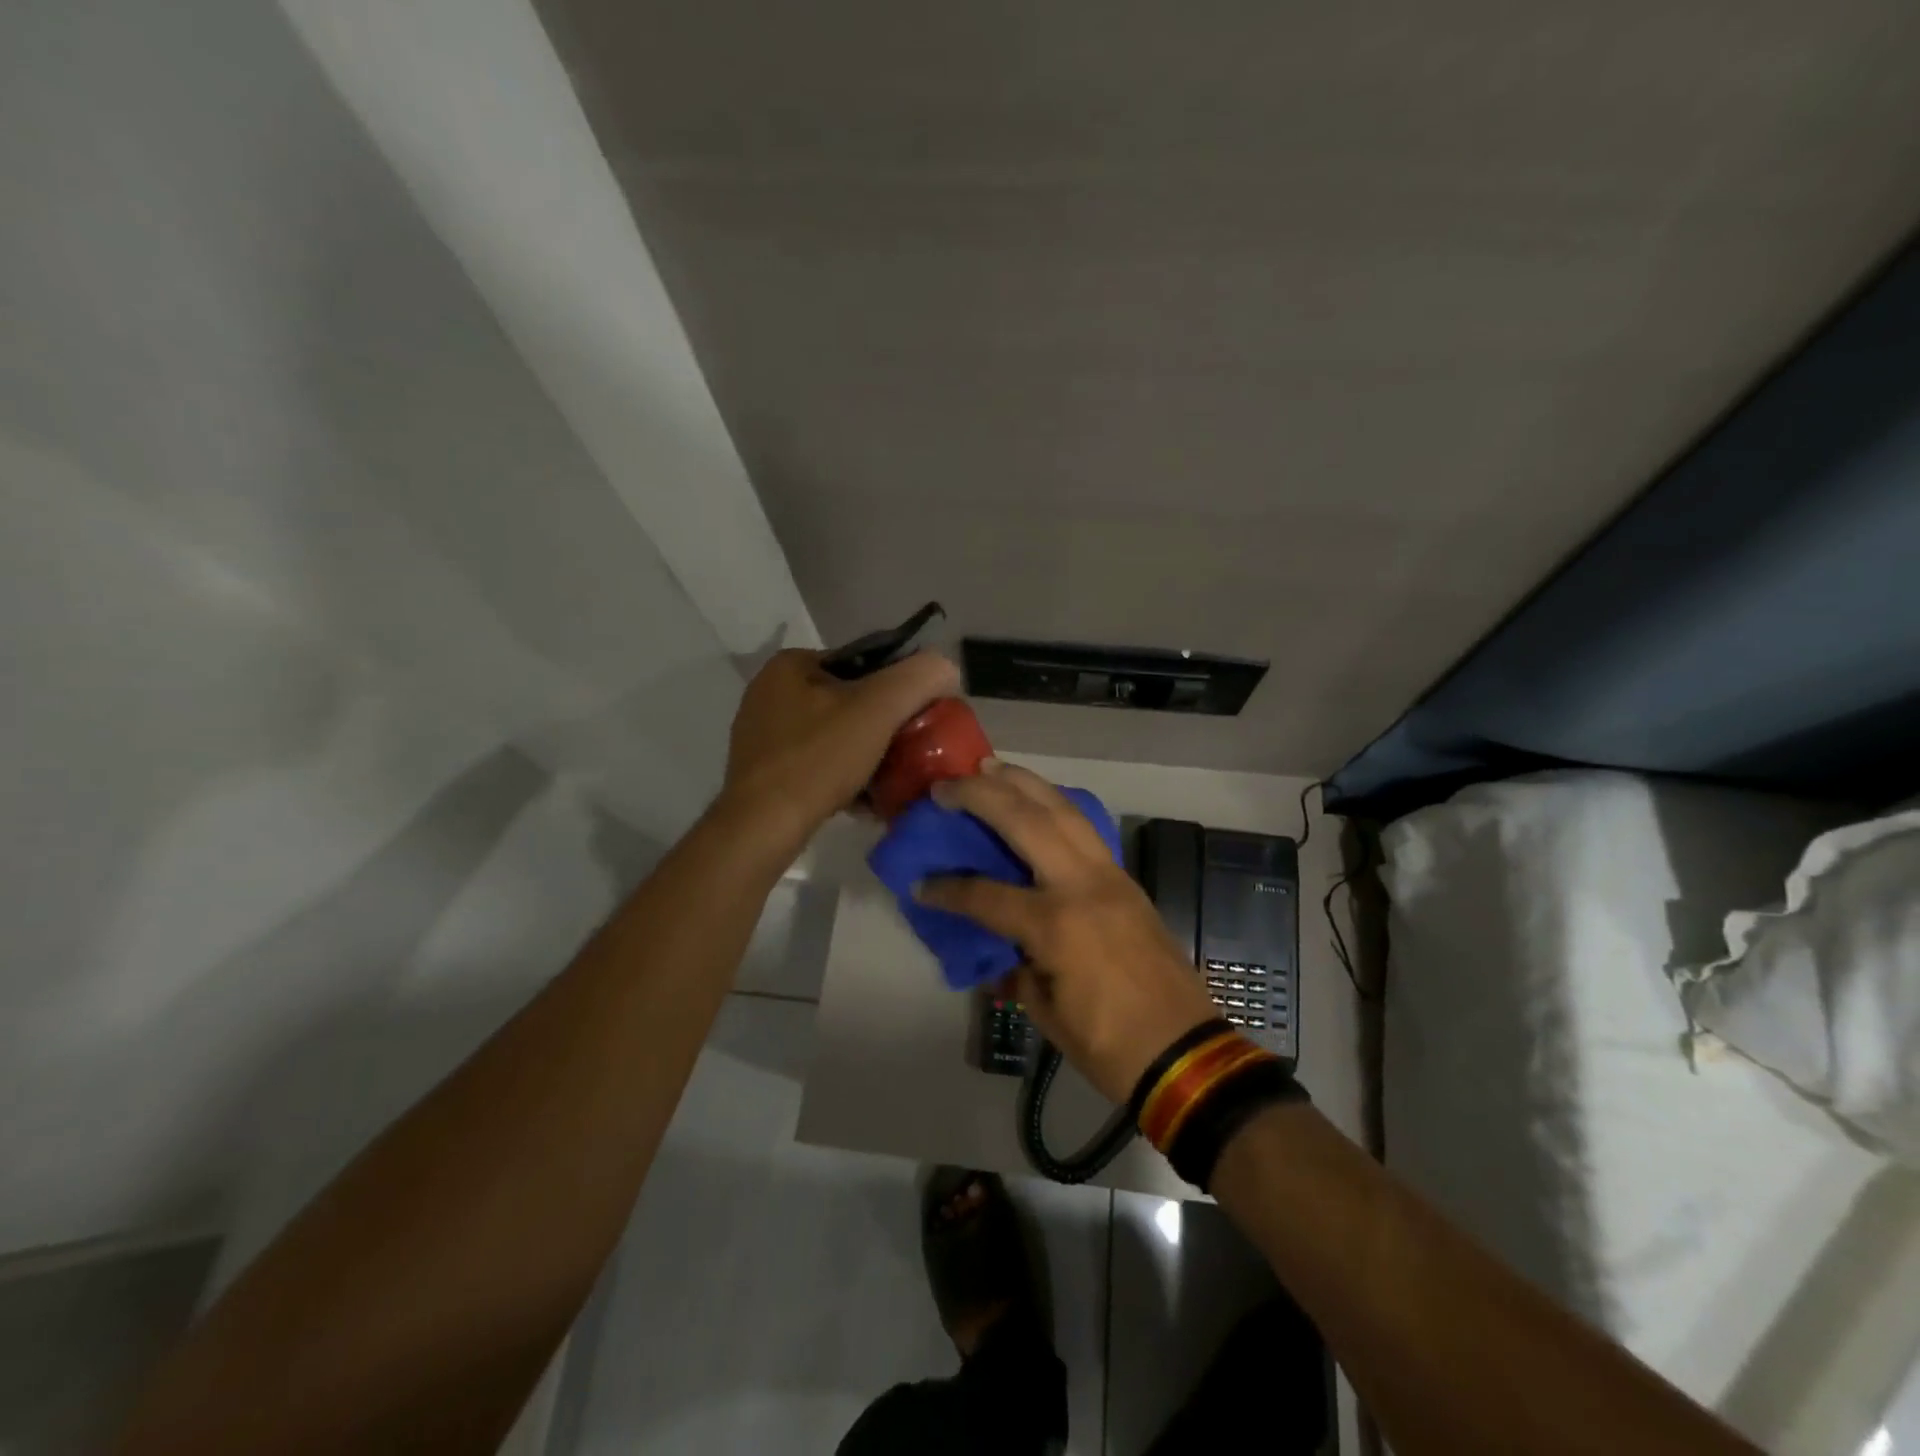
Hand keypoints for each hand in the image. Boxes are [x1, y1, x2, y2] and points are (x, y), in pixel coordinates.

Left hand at [720, 648, 960, 859]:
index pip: (861, 663)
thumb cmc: (819, 758)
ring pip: (833, 734)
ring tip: (891, 778)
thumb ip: (918, 679)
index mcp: (790, 665)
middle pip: (847, 701)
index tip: (918, 717)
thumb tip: (945, 666)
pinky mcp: (762, 770)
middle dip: (881, 726)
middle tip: (908, 750)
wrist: (763, 827)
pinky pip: (815, 762)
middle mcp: (769, 692)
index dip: (897, 687)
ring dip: (864, 753)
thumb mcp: (878, 709)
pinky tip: (864, 798)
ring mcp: (762, 733)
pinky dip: (842, 774)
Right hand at [917, 763, 1219, 1103]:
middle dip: (980, 796)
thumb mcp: (1045, 1010)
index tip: (919, 882)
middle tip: (946, 786)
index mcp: (1054, 924)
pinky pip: (1085, 828)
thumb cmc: (1108, 1044)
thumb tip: (998, 946)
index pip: (985, 893)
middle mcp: (1081, 884)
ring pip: (1062, 809)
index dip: (947, 889)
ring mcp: (1110, 875)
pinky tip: (1037, 799)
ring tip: (990, 768)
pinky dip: (1055, 804)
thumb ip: (1015, 966)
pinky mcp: (1127, 879)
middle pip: (1025, 820)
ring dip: (1023, 783)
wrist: (1186, 1053)